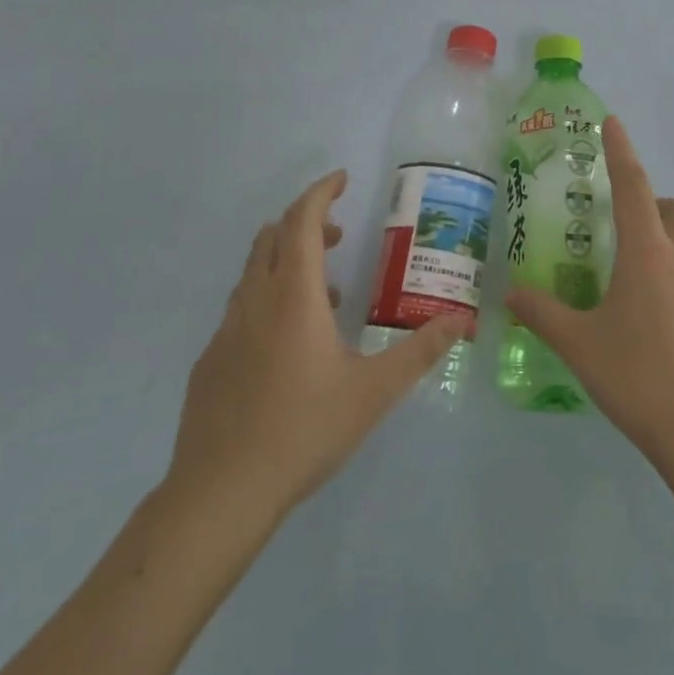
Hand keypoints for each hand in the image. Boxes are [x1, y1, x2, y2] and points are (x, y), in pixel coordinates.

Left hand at [165, 171, 468, 519]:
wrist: (219, 494)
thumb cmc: (303, 431)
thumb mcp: (374, 392)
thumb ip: (420, 351)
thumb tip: (462, 321)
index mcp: (293, 296)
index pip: (301, 220)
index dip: (321, 192)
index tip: (342, 180)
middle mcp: (254, 300)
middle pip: (272, 236)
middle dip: (306, 222)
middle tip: (339, 235)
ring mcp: (226, 330)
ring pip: (254, 271)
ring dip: (287, 262)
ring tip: (326, 294)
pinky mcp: (211, 360)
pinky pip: (242, 308)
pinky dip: (269, 298)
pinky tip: (289, 346)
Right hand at [507, 116, 673, 462]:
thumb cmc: (640, 377)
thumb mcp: (580, 345)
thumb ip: (542, 314)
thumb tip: (510, 293)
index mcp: (647, 253)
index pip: (633, 185)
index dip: (621, 151)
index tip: (613, 123)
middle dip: (654, 206)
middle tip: (625, 232)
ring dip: (669, 250)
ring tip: (637, 290)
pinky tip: (664, 332)